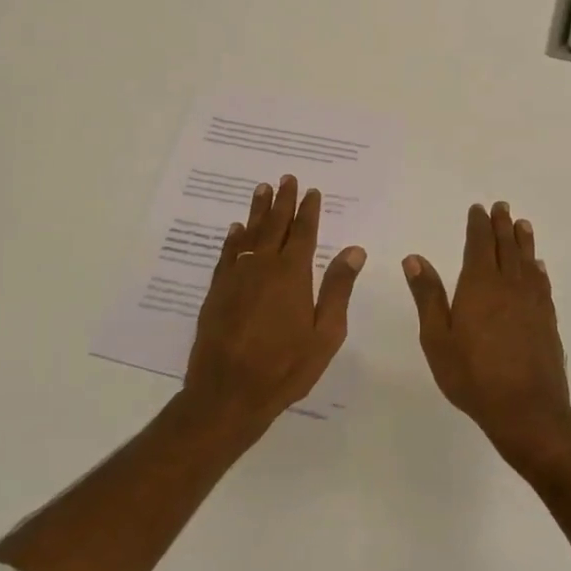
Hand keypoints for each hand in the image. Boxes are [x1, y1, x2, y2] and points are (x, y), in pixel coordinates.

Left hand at [186, 174, 365, 426]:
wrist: (228, 392)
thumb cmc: (285, 367)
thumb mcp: (325, 333)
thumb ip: (338, 288)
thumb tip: (354, 250)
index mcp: (292, 275)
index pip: (303, 233)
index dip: (308, 210)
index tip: (311, 191)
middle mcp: (263, 266)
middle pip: (274, 225)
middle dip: (282, 201)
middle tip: (286, 178)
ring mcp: (236, 277)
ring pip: (249, 234)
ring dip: (257, 211)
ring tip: (262, 189)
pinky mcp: (217, 291)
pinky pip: (228, 254)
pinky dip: (234, 238)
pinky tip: (237, 229)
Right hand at [404, 202, 570, 463]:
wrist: (525, 409)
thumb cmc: (472, 375)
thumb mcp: (437, 338)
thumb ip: (428, 296)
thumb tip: (414, 258)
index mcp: (479, 286)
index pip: (479, 245)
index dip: (478, 225)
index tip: (479, 209)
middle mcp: (509, 286)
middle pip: (506, 248)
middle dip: (502, 225)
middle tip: (502, 207)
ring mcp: (532, 303)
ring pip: (527, 262)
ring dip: (523, 241)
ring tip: (522, 224)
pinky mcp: (547, 320)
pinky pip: (542, 284)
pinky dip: (538, 269)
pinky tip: (538, 267)